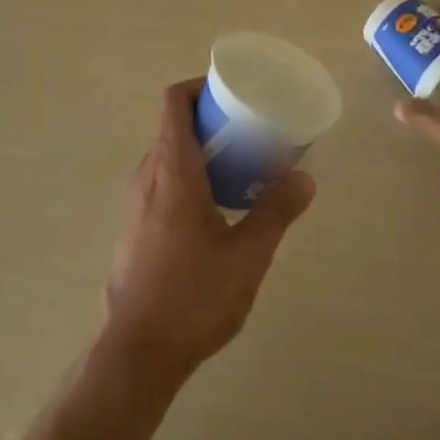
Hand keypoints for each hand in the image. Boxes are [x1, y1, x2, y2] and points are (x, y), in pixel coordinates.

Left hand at [102, 80, 314, 389]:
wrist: (137, 353)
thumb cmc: (193, 297)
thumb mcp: (247, 254)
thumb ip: (276, 211)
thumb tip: (304, 178)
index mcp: (172, 169)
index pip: (175, 101)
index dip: (201, 86)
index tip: (235, 96)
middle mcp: (147, 175)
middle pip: (174, 126)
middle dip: (213, 121)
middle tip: (252, 133)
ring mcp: (135, 202)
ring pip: (168, 155)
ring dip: (203, 152)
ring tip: (243, 170)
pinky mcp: (134, 226)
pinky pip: (162, 181)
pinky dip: (189, 177)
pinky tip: (218, 209)